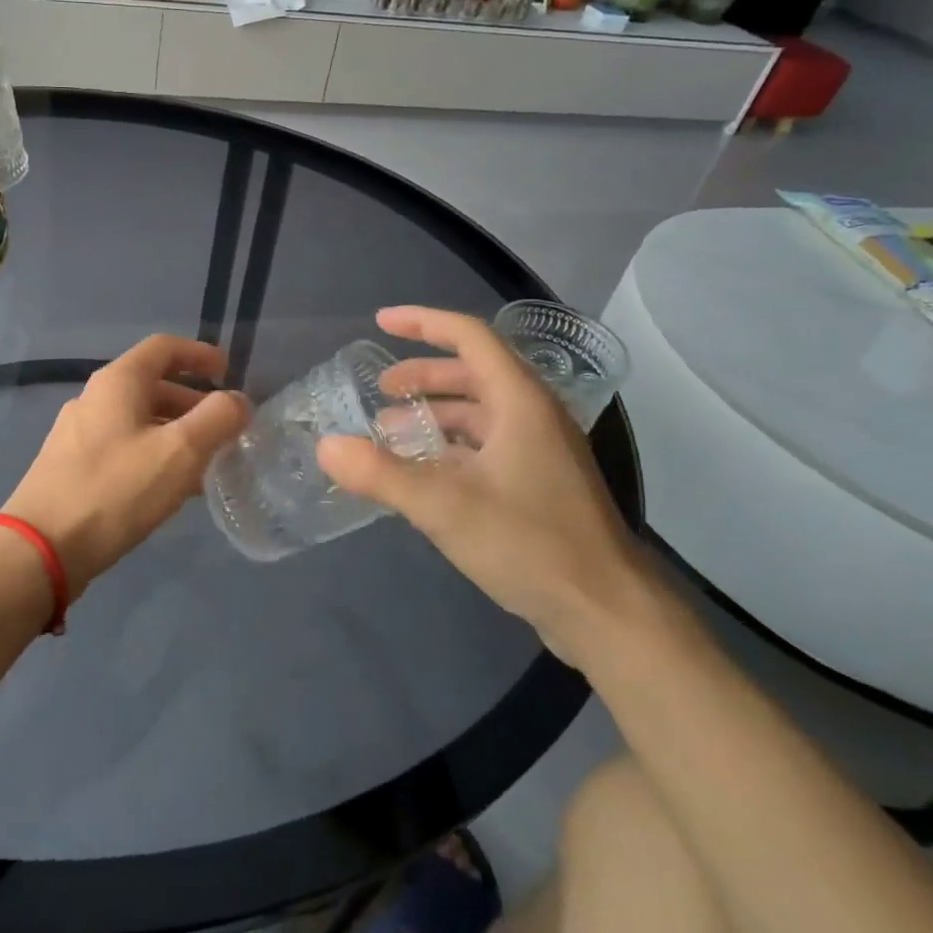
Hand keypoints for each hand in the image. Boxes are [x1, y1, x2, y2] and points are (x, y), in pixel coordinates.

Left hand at [1, 336, 249, 594]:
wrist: (40, 548)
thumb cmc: (115, 490)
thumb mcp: (179, 452)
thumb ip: (217, 419)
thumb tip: (237, 402)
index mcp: (117, 382)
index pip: (164, 348)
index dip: (199, 354)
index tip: (228, 373)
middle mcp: (94, 399)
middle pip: (151, 385)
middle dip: (192, 402)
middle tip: (224, 428)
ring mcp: (77, 434)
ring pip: (138, 420)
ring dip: (175, 432)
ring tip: (205, 463)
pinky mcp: (70, 467)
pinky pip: (122, 447)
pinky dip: (153, 454)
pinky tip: (169, 488)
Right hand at [316, 306, 675, 667]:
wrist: (605, 610)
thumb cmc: (528, 543)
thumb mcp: (443, 505)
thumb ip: (381, 474)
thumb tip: (326, 447)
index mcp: (520, 401)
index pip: (470, 337)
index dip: (423, 322)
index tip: (380, 322)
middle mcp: (534, 416)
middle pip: (473, 373)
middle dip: (422, 376)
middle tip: (380, 390)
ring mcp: (541, 452)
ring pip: (480, 413)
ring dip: (434, 414)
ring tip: (390, 433)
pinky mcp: (540, 485)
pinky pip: (487, 446)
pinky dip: (450, 447)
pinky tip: (423, 472)